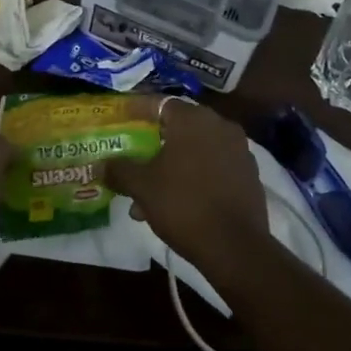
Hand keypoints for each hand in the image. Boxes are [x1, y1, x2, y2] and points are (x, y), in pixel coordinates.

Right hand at [105, 100, 269, 281]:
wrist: (235, 246)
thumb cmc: (183, 204)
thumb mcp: (142, 187)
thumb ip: (119, 170)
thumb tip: (100, 164)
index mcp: (193, 120)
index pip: (160, 104)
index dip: (138, 111)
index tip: (122, 121)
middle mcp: (219, 126)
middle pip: (179, 128)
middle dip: (154, 144)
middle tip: (134, 159)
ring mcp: (239, 150)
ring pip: (196, 150)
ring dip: (172, 165)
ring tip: (149, 193)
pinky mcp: (249, 175)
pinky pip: (214, 167)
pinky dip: (194, 176)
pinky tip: (177, 202)